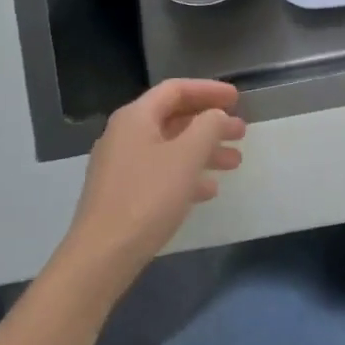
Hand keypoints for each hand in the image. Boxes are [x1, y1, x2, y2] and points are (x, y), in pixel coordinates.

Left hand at [55, 79, 245, 301]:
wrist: (103, 254)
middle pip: (173, 118)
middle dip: (210, 123)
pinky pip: (160, 171)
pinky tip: (208, 190)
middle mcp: (124, 134)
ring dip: (203, 150)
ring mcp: (120, 165)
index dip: (208, 90)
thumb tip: (216, 115)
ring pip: (169, 147)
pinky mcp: (122, 192)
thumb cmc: (147, 198)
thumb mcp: (186, 157)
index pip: (175, 89)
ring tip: (234, 163)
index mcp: (135, 117)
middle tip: (241, 132)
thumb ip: (207, 128)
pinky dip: (186, 173)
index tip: (237, 99)